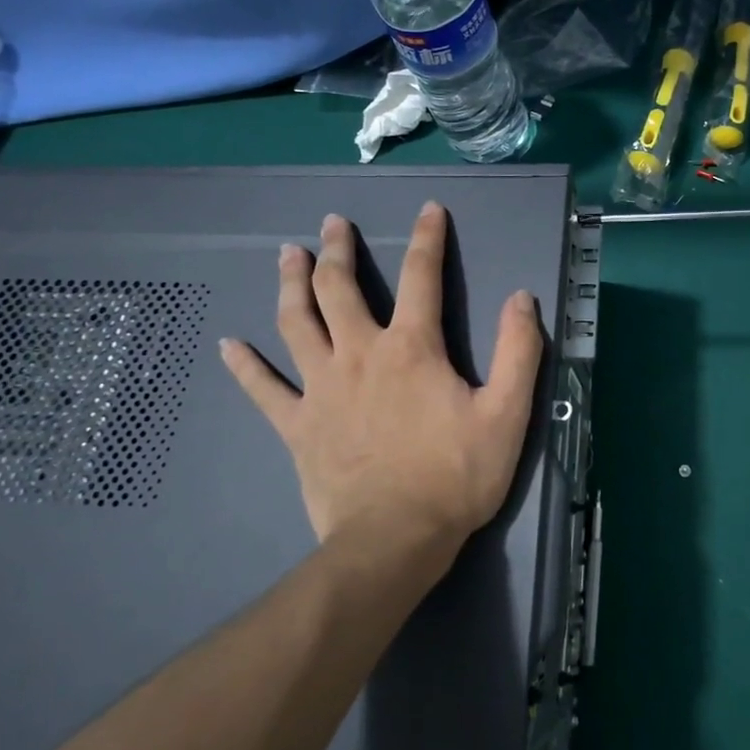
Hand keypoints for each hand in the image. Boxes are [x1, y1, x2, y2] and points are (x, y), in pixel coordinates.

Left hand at [220, 203, 545, 568]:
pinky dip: (245, 366)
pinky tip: (228, 345)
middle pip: (341, 289)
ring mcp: (322, 389)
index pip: (422, 277)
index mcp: (412, 348)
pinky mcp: (298, 426)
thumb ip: (518, 351)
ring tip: (286, 255)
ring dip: (291, 285)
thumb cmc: (456, 476)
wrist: (395, 539)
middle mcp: (360, 354)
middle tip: (331, 223)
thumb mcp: (507, 414)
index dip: (428, 238)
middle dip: (337, 250)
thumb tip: (521, 297)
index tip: (429, 210)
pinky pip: (263, 390)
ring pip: (297, 323)